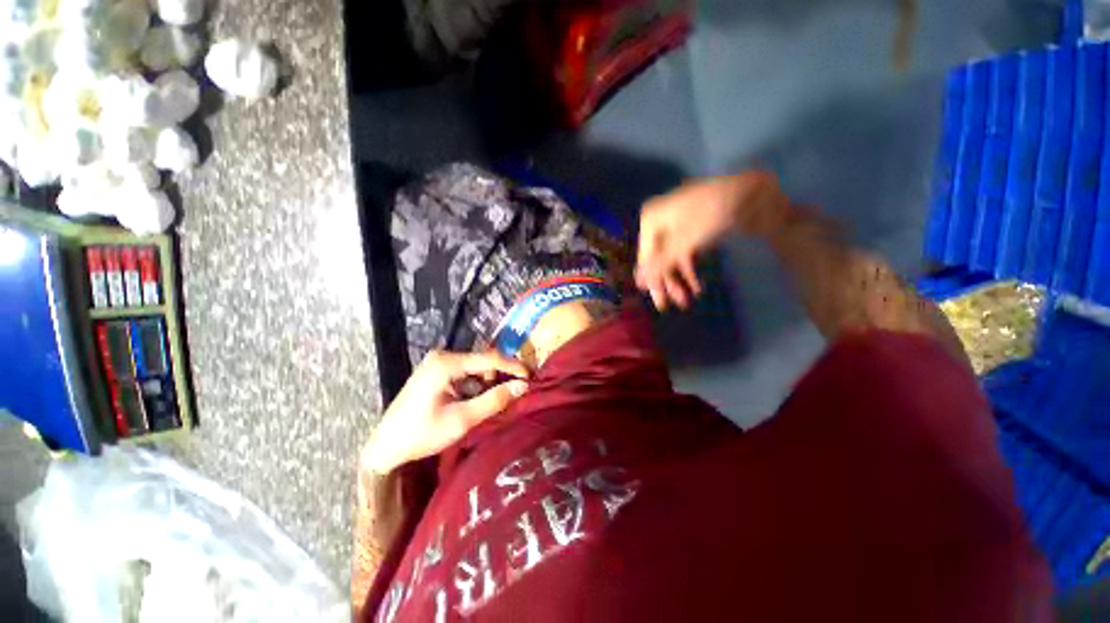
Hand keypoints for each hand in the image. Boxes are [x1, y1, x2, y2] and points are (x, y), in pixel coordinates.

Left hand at [361, 351, 529, 473]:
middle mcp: (442, 356)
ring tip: (496, 400)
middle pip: (482, 360)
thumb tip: (523, 386)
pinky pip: (465, 372)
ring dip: (489, 381)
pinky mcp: (436, 371)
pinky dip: (476, 383)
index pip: (489, 358)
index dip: (513, 366)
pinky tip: (478, 399)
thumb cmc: (421, 434)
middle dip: (501, 375)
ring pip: (475, 366)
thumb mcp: (462, 419)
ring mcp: (437, 362)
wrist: (384, 448)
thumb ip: (494, 400)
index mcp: (446, 363)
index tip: (531, 377)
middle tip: (515, 392)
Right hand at [636, 172, 786, 309]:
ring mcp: (677, 226)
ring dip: (678, 280)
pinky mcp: (694, 230)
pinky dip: (690, 271)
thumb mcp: (683, 241)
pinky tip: (697, 287)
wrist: (752, 191)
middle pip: (657, 259)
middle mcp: (660, 222)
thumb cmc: (711, 213)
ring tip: (686, 301)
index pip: (645, 257)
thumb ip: (659, 265)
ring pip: (671, 259)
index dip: (651, 280)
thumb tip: (638, 283)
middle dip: (666, 283)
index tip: (659, 302)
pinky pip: (685, 254)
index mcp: (651, 220)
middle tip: (671, 305)